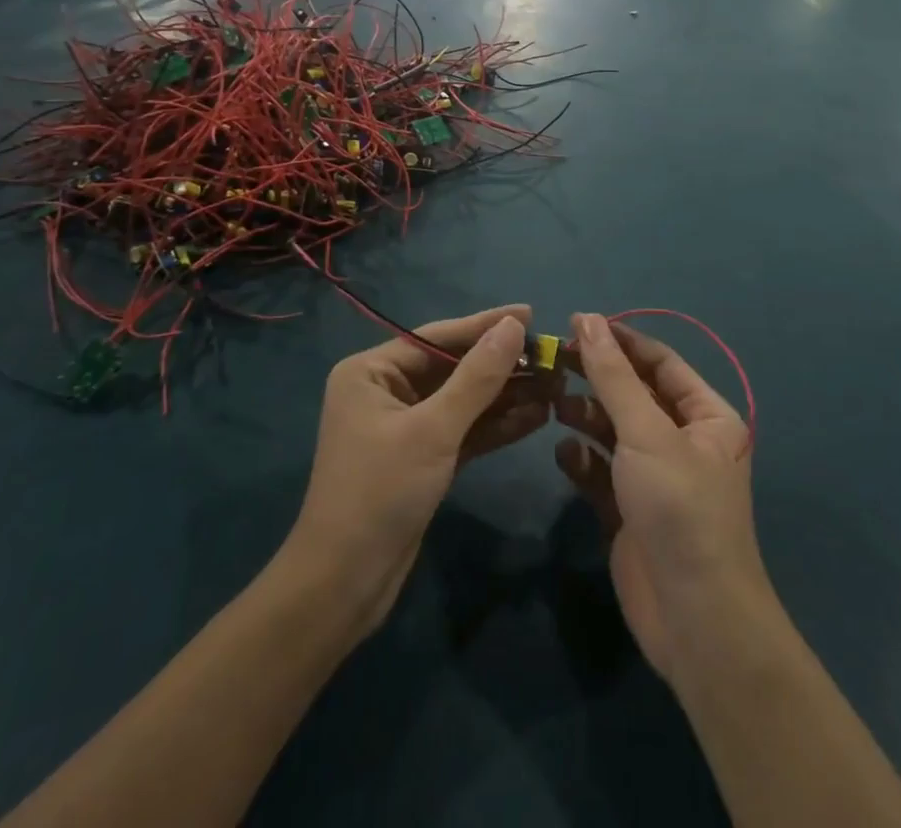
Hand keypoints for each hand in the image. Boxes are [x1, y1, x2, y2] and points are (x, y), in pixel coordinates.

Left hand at [288, 306, 549, 635]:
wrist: (345, 586)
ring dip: (506, 395)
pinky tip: (536, 417)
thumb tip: (514, 326)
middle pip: (453, 367)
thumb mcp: (433, 430)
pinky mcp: (422, 458)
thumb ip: (477, 377)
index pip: (437, 337)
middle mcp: (386, 390)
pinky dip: (495, 425)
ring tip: (555, 385)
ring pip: (463, 400)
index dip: (485, 325)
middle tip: (551, 356)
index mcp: (372, 372)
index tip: (530, 313)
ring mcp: (405, 426)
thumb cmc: (381, 493)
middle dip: (501, 365)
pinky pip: (463, 430)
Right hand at [554, 314, 764, 686]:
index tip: (576, 322)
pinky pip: (601, 470)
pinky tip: (565, 455)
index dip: (621, 340)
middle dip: (596, 376)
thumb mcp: (646, 432)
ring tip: (555, 404)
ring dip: (585, 414)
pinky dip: (582, 458)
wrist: (693, 619)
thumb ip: (613, 375)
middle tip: (553, 359)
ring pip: (614, 430)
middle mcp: (683, 441)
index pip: (660, 363)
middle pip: (633, 393)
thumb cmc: (679, 508)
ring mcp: (655, 477)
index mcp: (707, 417)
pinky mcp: (629, 509)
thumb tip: (588, 319)